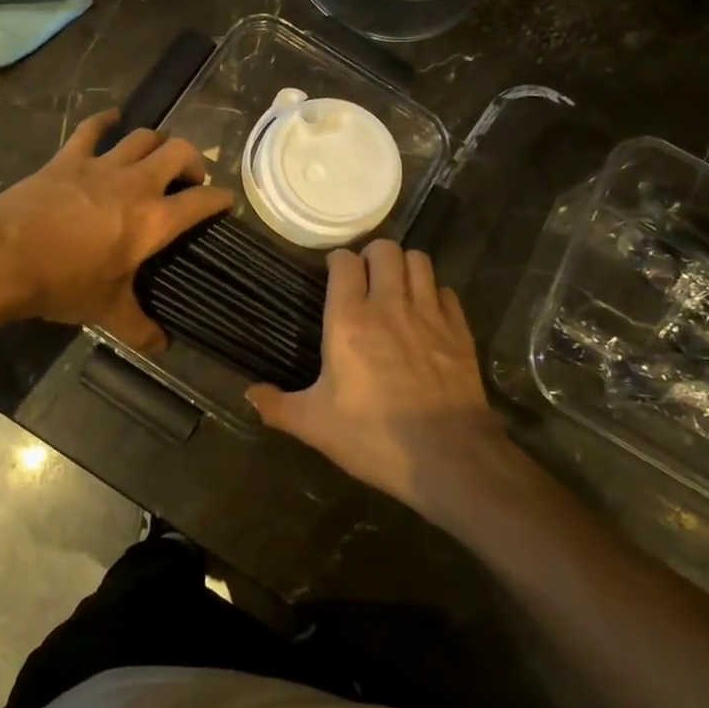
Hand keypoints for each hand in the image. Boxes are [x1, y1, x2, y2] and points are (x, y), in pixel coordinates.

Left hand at [0, 111, 232, 351]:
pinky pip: (93, 129)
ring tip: (158, 155)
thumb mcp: (107, 311)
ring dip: (158, 142)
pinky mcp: (69, 158)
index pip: (202, 200)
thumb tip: (162, 347)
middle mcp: (137, 184)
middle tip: (189, 179)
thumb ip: (140, 328)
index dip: (221, 198)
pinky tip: (113, 118)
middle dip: (193, 161)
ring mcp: (102, 165)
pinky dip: (106, 121)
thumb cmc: (63, 284)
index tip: (226, 202)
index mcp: (154, 220)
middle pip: (179, 152)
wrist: (4, 258)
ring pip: (143, 137)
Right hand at [246, 239, 509, 519]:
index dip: (337, 261)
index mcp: (349, 321)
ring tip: (395, 286)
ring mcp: (429, 315)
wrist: (450, 458)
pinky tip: (426, 313)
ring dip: (404, 266)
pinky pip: (446, 291)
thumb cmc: (374, 437)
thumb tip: (248, 394)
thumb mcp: (315, 425)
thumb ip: (277, 406)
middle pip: (385, 249)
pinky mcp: (460, 330)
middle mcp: (389, 306)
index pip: (345, 262)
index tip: (332, 273)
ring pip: (419, 261)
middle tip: (364, 277)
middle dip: (372, 255)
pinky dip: (434, 294)